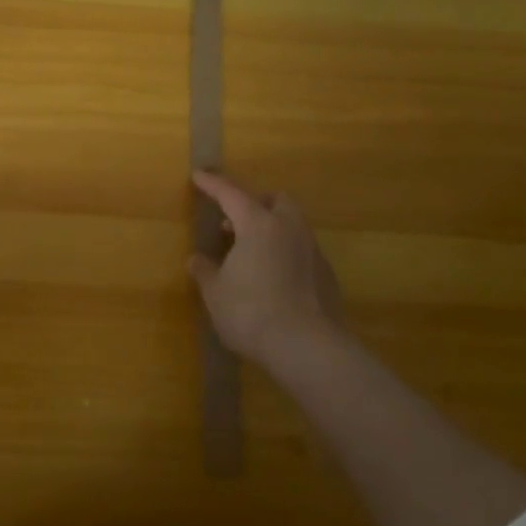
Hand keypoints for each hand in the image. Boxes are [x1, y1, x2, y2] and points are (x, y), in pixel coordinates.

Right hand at [188, 170, 341, 368]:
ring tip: (251, 252)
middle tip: (235, 220)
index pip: (231, 194)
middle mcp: (289, 229)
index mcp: (258, 225)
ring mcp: (312, 252)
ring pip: (292, 225)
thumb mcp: (216, 293)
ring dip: (272, 229)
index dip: (213, 184)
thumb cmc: (252, 313)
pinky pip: (302, 252)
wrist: (309, 349)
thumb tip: (198, 260)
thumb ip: (206, 271)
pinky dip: (285, 254)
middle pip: (276, 200)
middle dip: (255, 202)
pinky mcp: (327, 276)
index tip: (199, 176)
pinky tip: (273, 278)